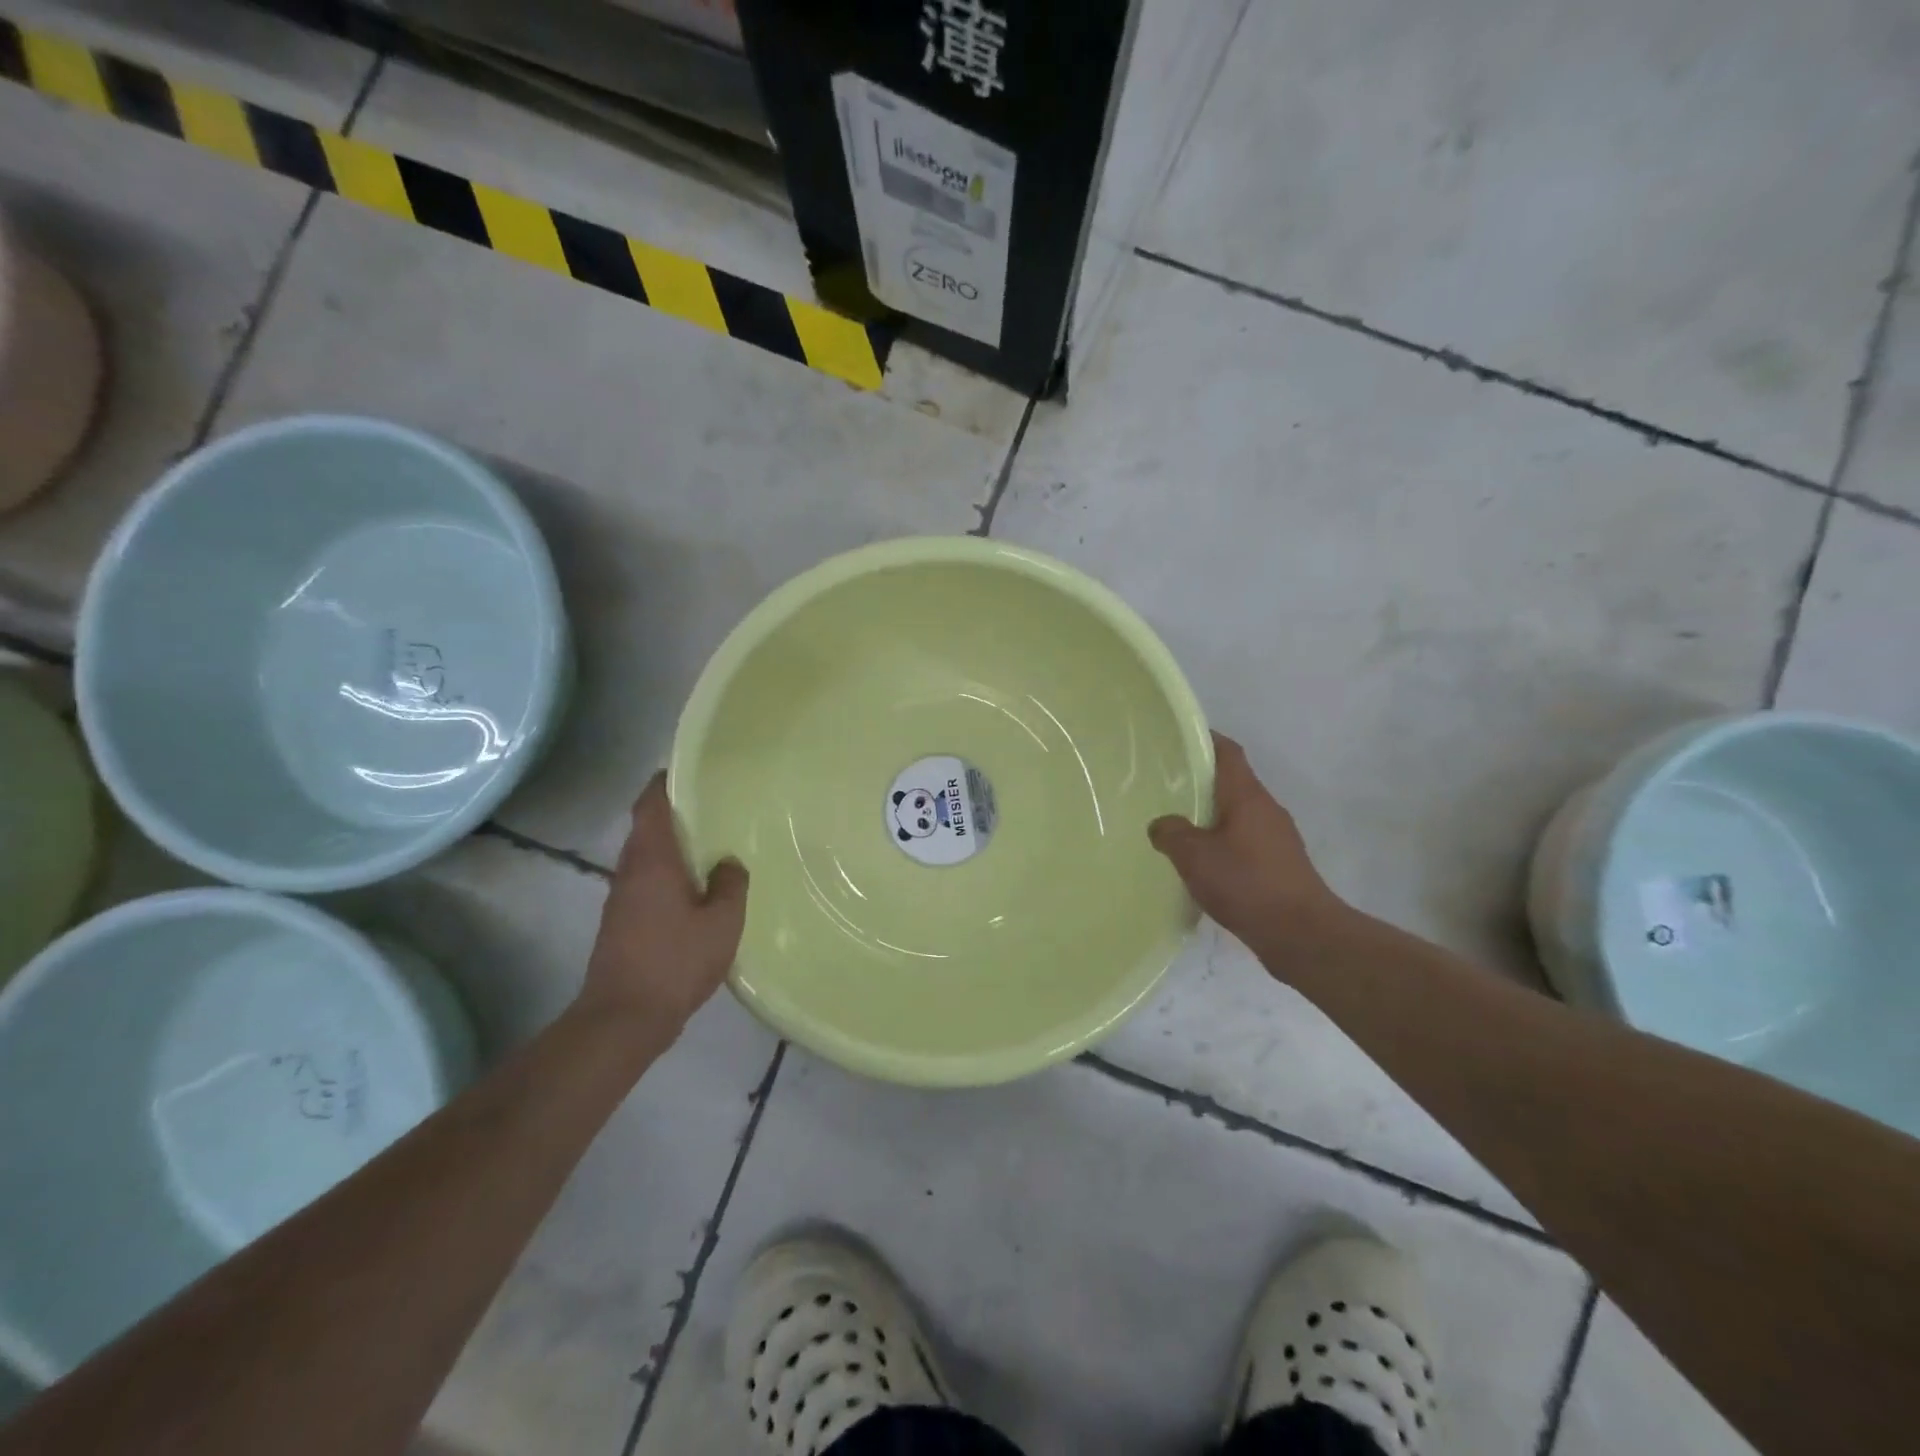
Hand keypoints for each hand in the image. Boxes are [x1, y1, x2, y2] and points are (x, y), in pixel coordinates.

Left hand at [580, 773, 748, 1039]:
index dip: (665, 782)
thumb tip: (728, 863)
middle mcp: (630, 871)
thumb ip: (731, 885)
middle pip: (648, 828)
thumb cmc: (675, 961)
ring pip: (647, 857)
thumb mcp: (722, 921)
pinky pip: (647, 882)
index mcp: (652, 860)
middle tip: (715, 807)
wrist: (623, 1018)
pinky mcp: (622, 923)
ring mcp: (621, 898)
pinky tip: (698, 890)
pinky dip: (669, 874)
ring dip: (673, 847)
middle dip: (676, 814)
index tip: (689, 769)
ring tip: (713, 846)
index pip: (651, 805)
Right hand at [1149, 732, 1351, 976]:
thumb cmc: (1247, 884)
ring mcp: (1276, 838)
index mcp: (1247, 796)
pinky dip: (1221, 843)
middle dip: (1199, 780)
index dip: (1203, 739)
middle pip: (1231, 782)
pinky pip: (1243, 841)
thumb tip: (1161, 824)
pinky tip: (1200, 863)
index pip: (1228, 752)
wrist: (1302, 935)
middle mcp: (1266, 809)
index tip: (1174, 739)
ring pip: (1236, 814)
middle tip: (1162, 785)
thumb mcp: (1194, 856)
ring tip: (1175, 825)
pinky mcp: (1279, 865)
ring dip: (1209, 815)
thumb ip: (1171, 833)